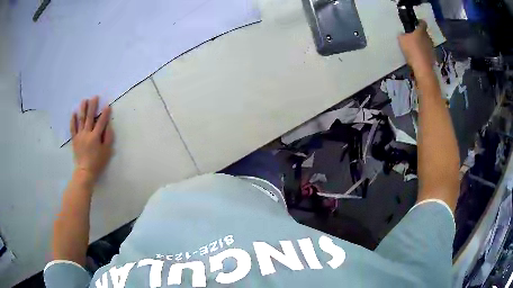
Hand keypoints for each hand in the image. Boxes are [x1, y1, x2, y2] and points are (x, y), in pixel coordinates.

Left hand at [70, 96, 113, 184]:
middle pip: (90, 117)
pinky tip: (74, 113)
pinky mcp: (74, 139)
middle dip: (93, 106)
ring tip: (84, 100)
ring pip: (81, 120)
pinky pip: (73, 128)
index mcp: (95, 137)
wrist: (85, 172)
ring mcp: (79, 136)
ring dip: (83, 109)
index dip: (105, 113)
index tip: (107, 105)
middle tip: (94, 97)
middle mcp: (87, 133)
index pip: (101, 122)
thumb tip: (108, 125)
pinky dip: (73, 120)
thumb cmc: (97, 162)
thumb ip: (108, 138)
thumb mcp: (107, 152)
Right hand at [398, 20, 434, 76]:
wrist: (422, 67)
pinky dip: (425, 53)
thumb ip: (402, 35)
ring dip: (423, 44)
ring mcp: (432, 47)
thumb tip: (402, 34)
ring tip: (416, 48)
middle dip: (420, 34)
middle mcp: (428, 37)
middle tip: (414, 37)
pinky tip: (420, 57)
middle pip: (425, 33)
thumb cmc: (412, 50)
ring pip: (427, 43)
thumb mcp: (401, 40)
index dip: (419, 22)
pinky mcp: (433, 57)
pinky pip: (428, 52)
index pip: (422, 23)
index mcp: (421, 31)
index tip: (416, 23)